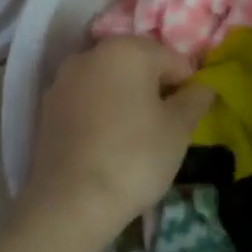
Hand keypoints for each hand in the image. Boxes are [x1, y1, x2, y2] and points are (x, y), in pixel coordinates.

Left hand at [23, 36, 214, 243]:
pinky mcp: (47, 108)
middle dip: (154, 90)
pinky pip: (85, 102)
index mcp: (126, 49)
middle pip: (137, 65)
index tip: (186, 120)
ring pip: (109, 82)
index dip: (187, 88)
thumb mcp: (178, 129)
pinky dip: (100, 114)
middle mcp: (91, 54)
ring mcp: (63, 80)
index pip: (173, 60)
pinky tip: (106, 145)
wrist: (70, 202)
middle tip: (163, 130)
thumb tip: (204, 87)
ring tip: (134, 140)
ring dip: (126, 101)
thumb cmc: (134, 157)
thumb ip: (195, 100)